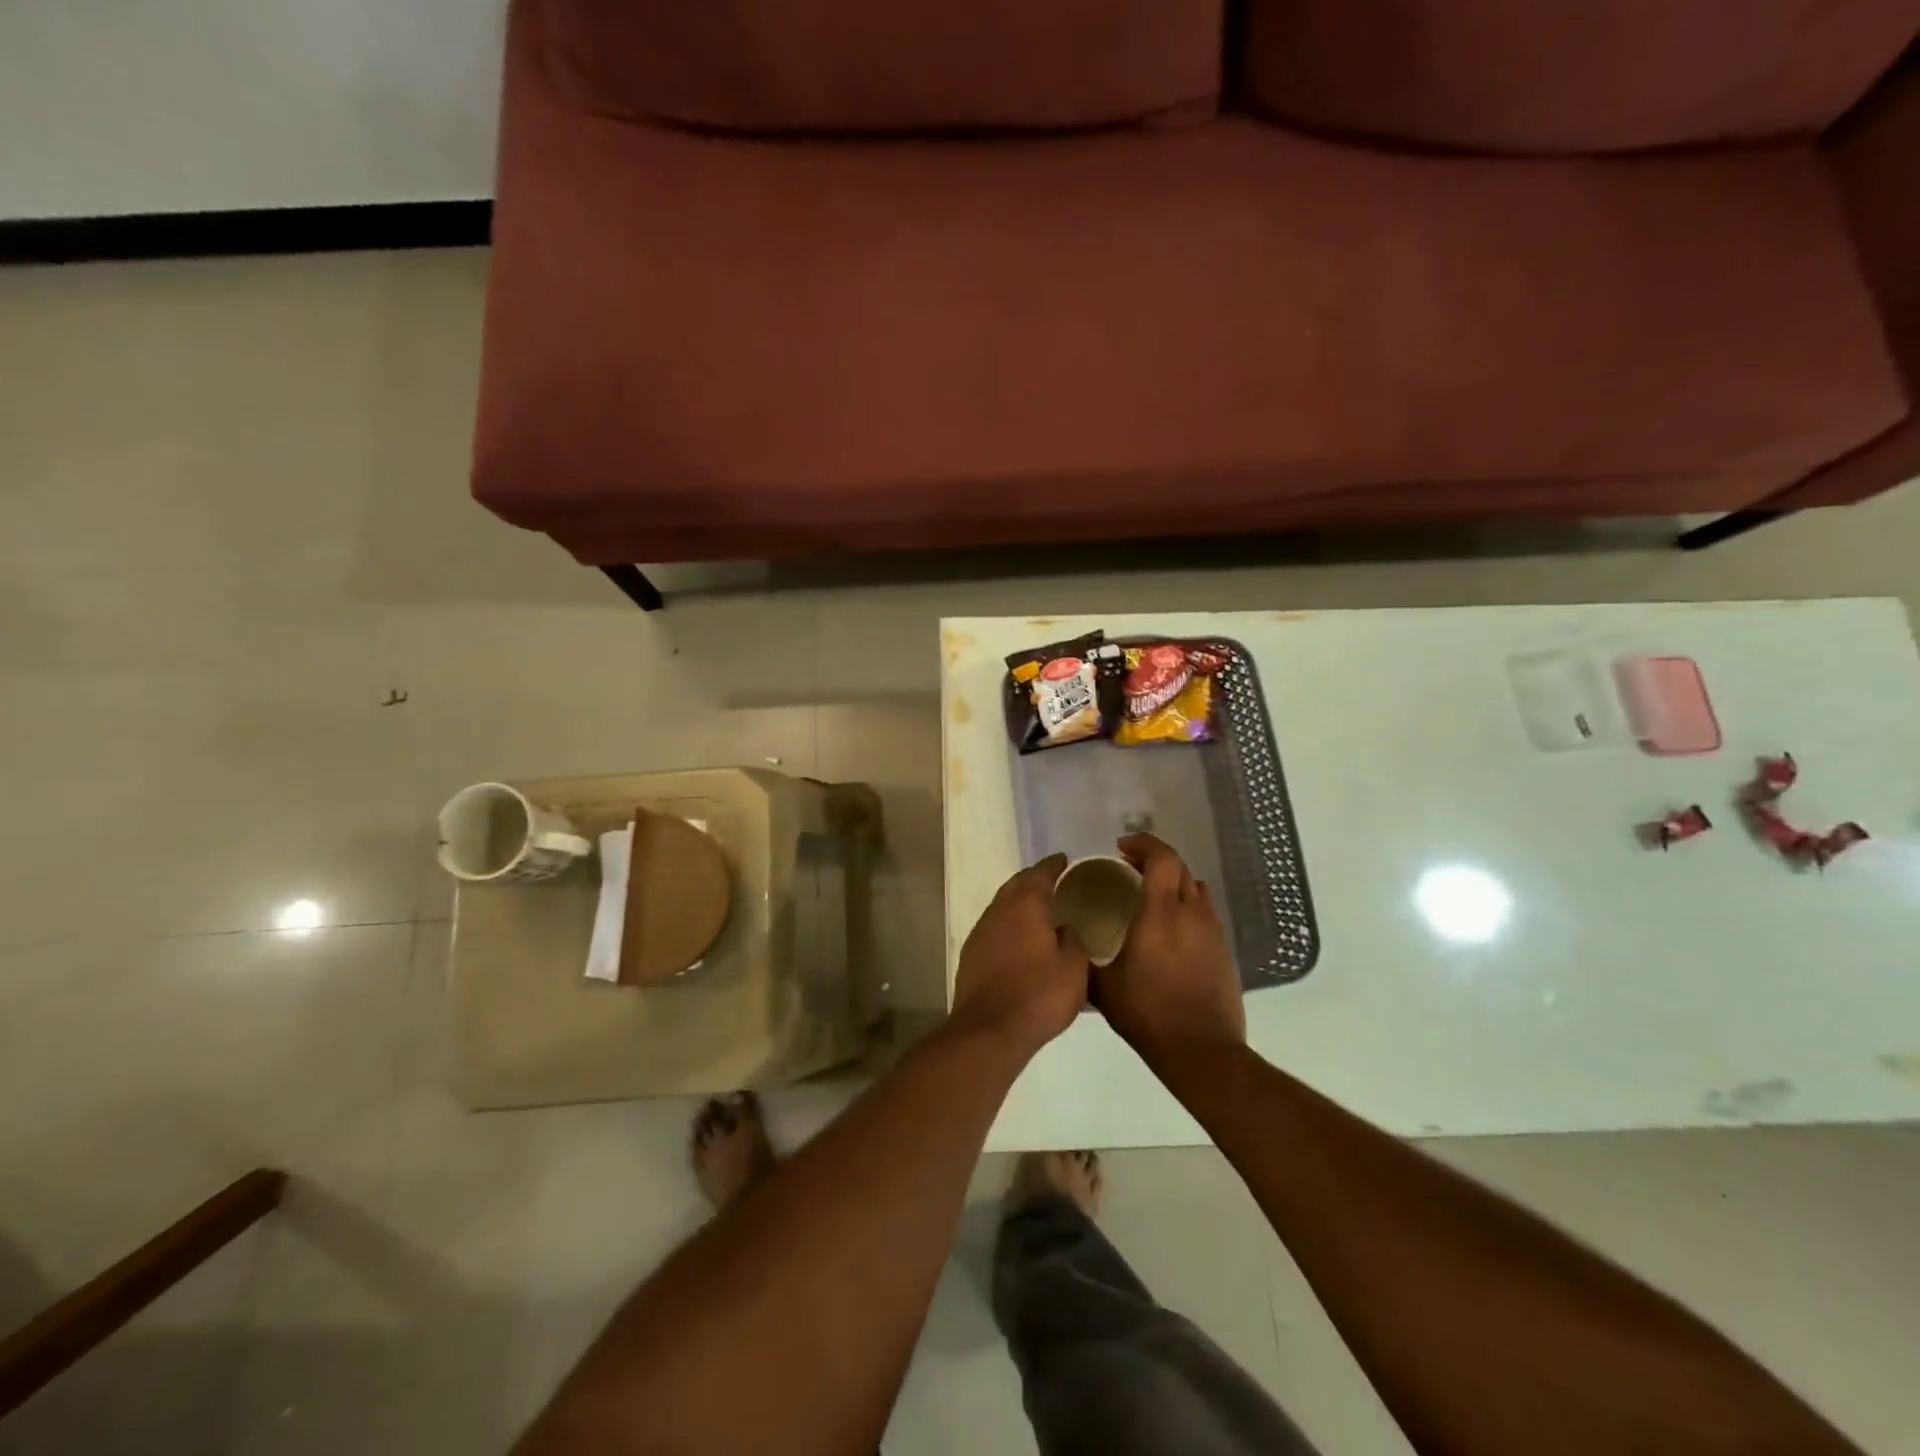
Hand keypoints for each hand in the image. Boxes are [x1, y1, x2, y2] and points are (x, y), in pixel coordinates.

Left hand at [950, 854, 1089, 1058]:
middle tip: (1052, 880)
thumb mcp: (1074, 969)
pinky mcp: (971, 955)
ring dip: (1018, 902)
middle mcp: (999, 911)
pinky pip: (994, 928)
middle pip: (1016, 885)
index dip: (1053, 865)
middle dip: (1033, 879)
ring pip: (1002, 906)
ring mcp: (980, 932)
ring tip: (1038, 909)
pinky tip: (1019, 938)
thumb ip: (1073, 941)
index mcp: (1025, 905)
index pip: (1040, 874)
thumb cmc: (1039, 995)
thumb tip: (1064, 930)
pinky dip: (1008, 925)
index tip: (1064, 860)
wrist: (989, 1030)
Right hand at [1093, 834, 1244, 1069]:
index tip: (1122, 847)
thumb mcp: (1103, 987)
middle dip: (1155, 859)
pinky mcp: (1224, 950)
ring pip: (1196, 888)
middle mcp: (1191, 913)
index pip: (1162, 858)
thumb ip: (1085, 959)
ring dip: (1174, 881)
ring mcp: (1213, 931)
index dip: (1143, 843)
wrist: (1201, 1051)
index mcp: (1160, 914)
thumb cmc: (1147, 1013)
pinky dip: (1187, 906)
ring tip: (1152, 894)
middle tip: (1130, 866)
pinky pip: (1205, 912)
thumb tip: (1069, 946)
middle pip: (1180, 867)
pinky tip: (1172, 928)